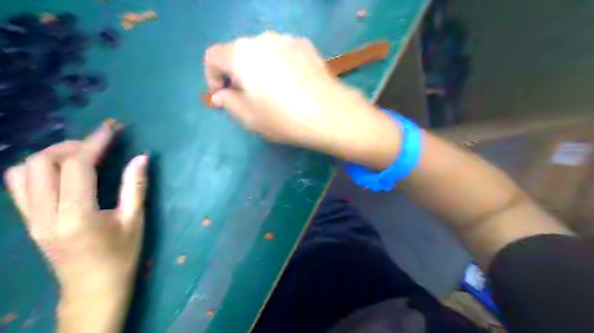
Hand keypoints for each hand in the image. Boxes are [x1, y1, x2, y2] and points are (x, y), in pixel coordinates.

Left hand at [2, 120, 146, 305]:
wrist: (93, 288)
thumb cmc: (122, 255)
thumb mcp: (135, 220)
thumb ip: (135, 186)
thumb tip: (141, 157)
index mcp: (78, 216)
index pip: (77, 167)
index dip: (95, 142)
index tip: (111, 128)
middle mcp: (46, 215)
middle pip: (41, 164)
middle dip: (71, 146)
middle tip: (99, 146)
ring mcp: (31, 220)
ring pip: (23, 172)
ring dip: (51, 156)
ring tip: (80, 157)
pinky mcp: (28, 222)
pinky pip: (19, 186)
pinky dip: (37, 170)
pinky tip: (62, 173)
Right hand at [205, 32, 402, 168]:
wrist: (329, 114)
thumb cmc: (284, 118)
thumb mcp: (249, 118)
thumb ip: (228, 103)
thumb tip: (221, 95)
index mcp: (241, 54)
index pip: (213, 56)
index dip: (212, 77)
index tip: (223, 96)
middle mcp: (262, 39)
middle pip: (238, 52)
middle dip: (236, 73)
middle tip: (248, 97)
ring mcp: (287, 39)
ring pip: (262, 51)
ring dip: (259, 68)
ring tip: (274, 91)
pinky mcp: (306, 46)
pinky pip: (283, 52)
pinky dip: (279, 64)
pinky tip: (292, 84)